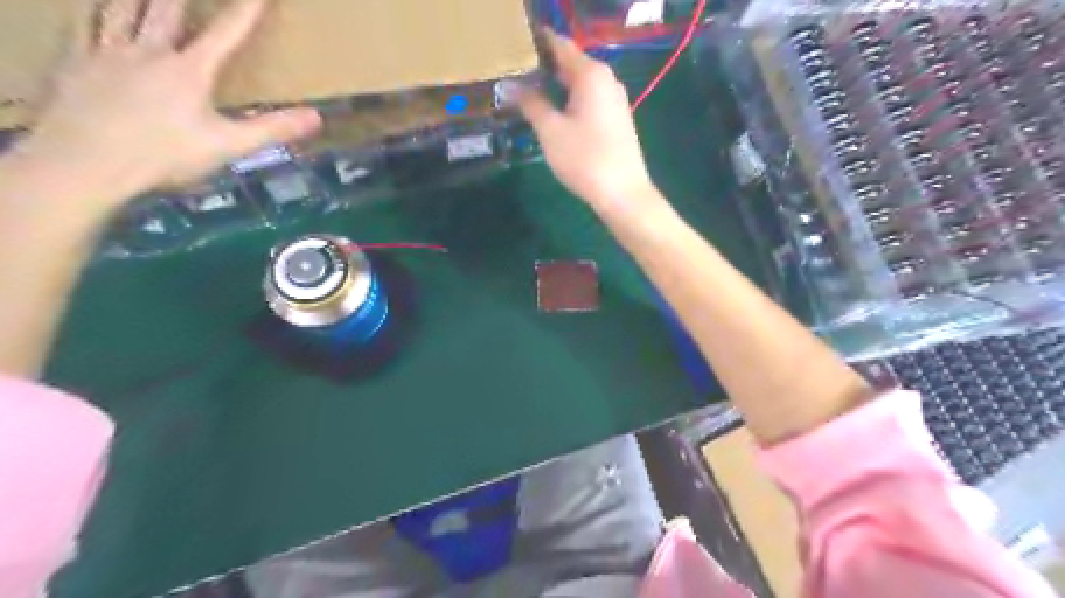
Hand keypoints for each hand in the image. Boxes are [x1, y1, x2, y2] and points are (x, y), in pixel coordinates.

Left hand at [14, 0, 319, 211]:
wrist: (85, 163)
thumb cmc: (164, 156)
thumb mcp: (228, 146)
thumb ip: (272, 130)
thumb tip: (317, 117)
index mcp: (189, 71)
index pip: (225, 34)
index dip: (245, 11)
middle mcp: (148, 51)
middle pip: (165, 10)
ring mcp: (106, 54)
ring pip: (120, 9)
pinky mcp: (74, 64)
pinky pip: (81, 26)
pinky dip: (91, 12)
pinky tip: (91, 9)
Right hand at [522, 31, 663, 214]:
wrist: (623, 193)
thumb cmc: (584, 159)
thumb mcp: (550, 131)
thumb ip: (531, 104)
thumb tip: (512, 86)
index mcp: (590, 74)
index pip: (559, 45)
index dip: (535, 44)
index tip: (513, 51)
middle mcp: (606, 79)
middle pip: (570, 63)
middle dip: (543, 66)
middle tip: (514, 75)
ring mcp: (614, 99)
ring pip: (580, 83)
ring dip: (556, 85)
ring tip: (528, 94)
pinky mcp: (616, 119)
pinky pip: (589, 99)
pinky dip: (570, 100)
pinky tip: (554, 113)